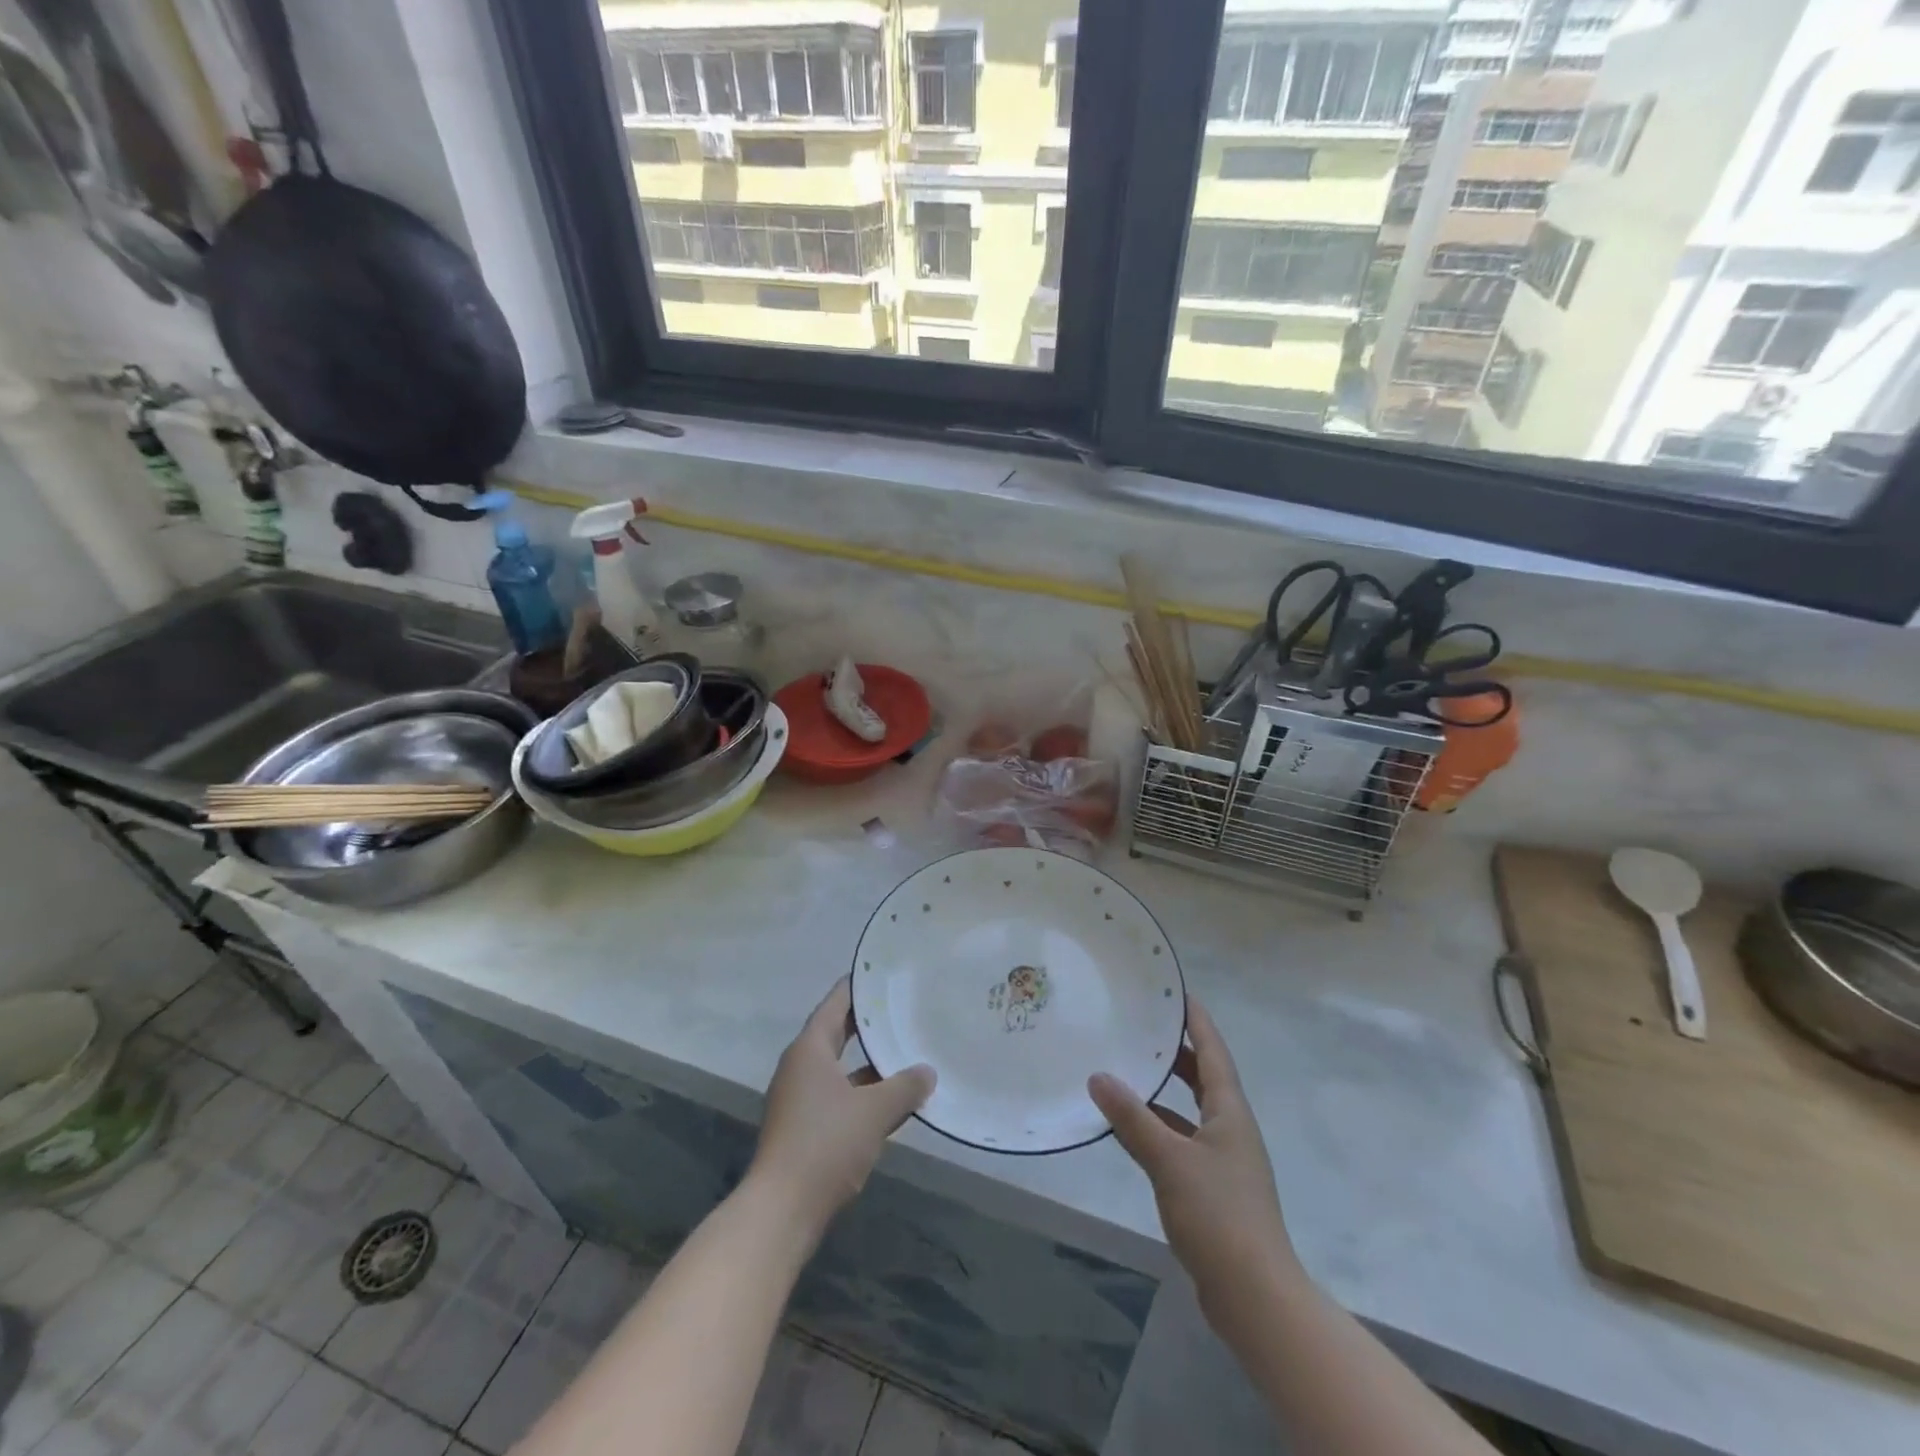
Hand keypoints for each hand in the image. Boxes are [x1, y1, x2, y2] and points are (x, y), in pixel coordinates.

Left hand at [750, 979, 934, 1234]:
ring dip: (869, 1063)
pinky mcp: (804, 1127)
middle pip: (837, 1033)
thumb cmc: (825, 1145)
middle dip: (869, 1024)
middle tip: (903, 1007)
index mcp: (810, 1049)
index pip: (835, 1003)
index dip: (859, 986)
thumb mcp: (874, 1112)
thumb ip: (904, 1087)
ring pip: (841, 1068)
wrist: (781, 1211)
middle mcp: (801, 1066)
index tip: (884, 972)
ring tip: (907, 1052)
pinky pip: (839, 1095)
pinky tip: (893, 1101)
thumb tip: (928, 1072)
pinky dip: (863, 1093)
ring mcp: (799, 1098)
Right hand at [1088, 997, 1296, 1308]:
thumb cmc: (1218, 1214)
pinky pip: (1181, 1142)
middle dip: (1177, 1052)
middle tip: (1143, 1025)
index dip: (1197, 1021)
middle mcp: (1230, 1128)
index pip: (1213, 1052)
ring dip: (1163, 1092)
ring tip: (1127, 1070)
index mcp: (1230, 1112)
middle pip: (1204, 1078)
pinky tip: (1129, 1130)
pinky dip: (1157, 1129)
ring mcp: (1224, 1161)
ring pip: (1190, 1111)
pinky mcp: (1212, 1189)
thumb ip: (1132, 1118)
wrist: (1254, 1295)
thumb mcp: (1169, 1160)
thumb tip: (1098, 1076)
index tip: (1176, 991)